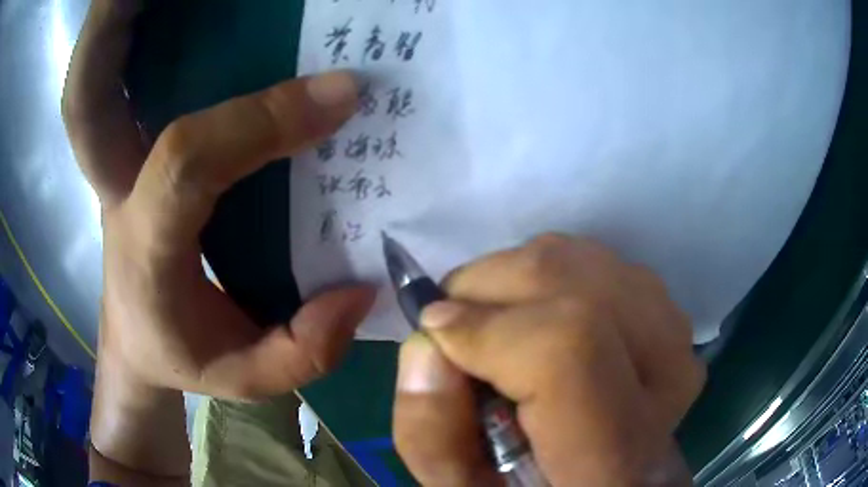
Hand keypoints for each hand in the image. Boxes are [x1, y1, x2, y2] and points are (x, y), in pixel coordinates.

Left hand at [63, 0, 372, 478]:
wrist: (130, 339)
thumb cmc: (178, 359)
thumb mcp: (242, 380)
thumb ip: (304, 353)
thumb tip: (361, 288)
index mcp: (146, 250)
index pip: (187, 165)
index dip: (258, 123)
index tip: (338, 102)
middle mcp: (133, 198)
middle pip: (190, 127)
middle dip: (268, 103)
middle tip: (345, 91)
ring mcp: (138, 172)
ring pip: (188, 109)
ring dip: (258, 90)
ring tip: (324, 86)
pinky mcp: (154, 163)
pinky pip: (197, 118)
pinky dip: (245, 101)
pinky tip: (286, 99)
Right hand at [393, 234, 704, 485]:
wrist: (607, 480)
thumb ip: (431, 434)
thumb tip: (427, 344)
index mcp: (617, 457)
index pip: (571, 345)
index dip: (491, 329)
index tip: (436, 336)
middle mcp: (667, 387)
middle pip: (580, 285)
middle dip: (491, 288)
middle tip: (456, 326)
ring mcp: (678, 342)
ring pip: (589, 261)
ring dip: (517, 278)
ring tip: (491, 320)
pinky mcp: (672, 321)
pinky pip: (603, 264)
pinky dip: (550, 275)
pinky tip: (535, 314)